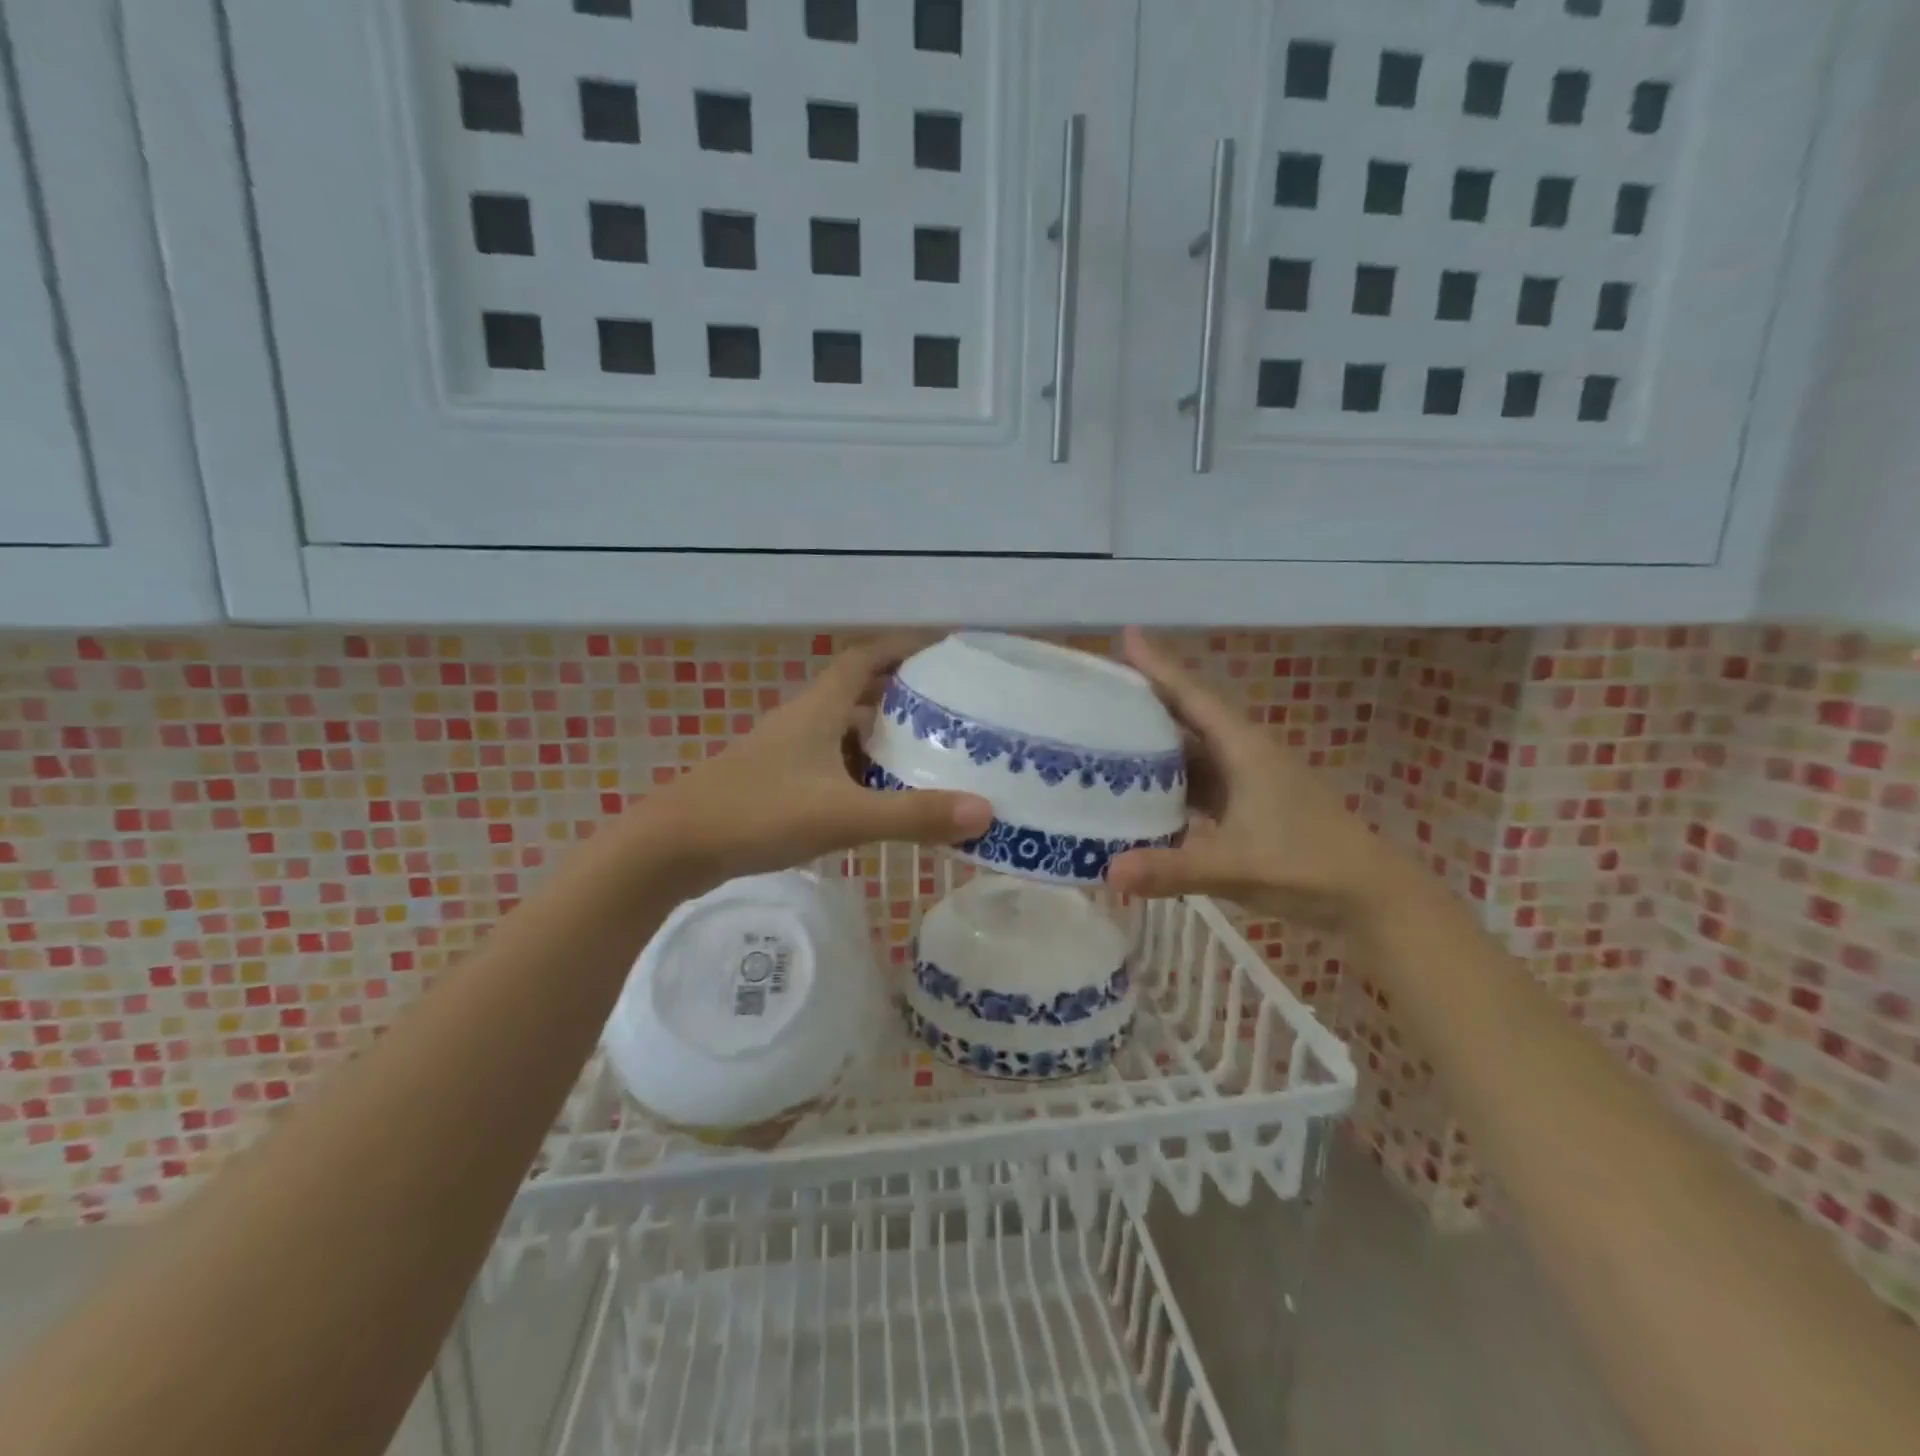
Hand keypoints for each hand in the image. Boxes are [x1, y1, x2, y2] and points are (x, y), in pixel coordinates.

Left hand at [643, 634, 992, 890]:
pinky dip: (857, 769)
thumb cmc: (757, 814)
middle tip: (946, 709)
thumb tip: (985, 812)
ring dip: (878, 735)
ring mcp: (783, 753)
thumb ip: (912, 815)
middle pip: (856, 692)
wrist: (673, 848)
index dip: (901, 647)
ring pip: (841, 730)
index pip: (863, 658)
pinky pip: (827, 762)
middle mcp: (801, 722)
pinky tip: (875, 797)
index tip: (940, 650)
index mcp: (818, 710)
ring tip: (922, 754)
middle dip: (899, 694)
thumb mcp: (843, 815)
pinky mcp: (773, 782)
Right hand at [1106, 628, 1402, 927]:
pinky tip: (1143, 794)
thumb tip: (1108, 871)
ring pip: (1193, 753)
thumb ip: (1172, 869)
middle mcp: (1244, 756)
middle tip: (1100, 690)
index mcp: (1244, 750)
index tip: (1125, 635)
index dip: (1159, 665)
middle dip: (1147, 701)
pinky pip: (1199, 784)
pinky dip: (1171, 783)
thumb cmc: (1308, 867)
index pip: (1193, 696)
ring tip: (1109, 737)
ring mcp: (1248, 783)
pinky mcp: (1249, 808)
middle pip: (1189, 717)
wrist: (1371, 898)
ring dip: (1156, 744)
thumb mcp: (1235, 866)